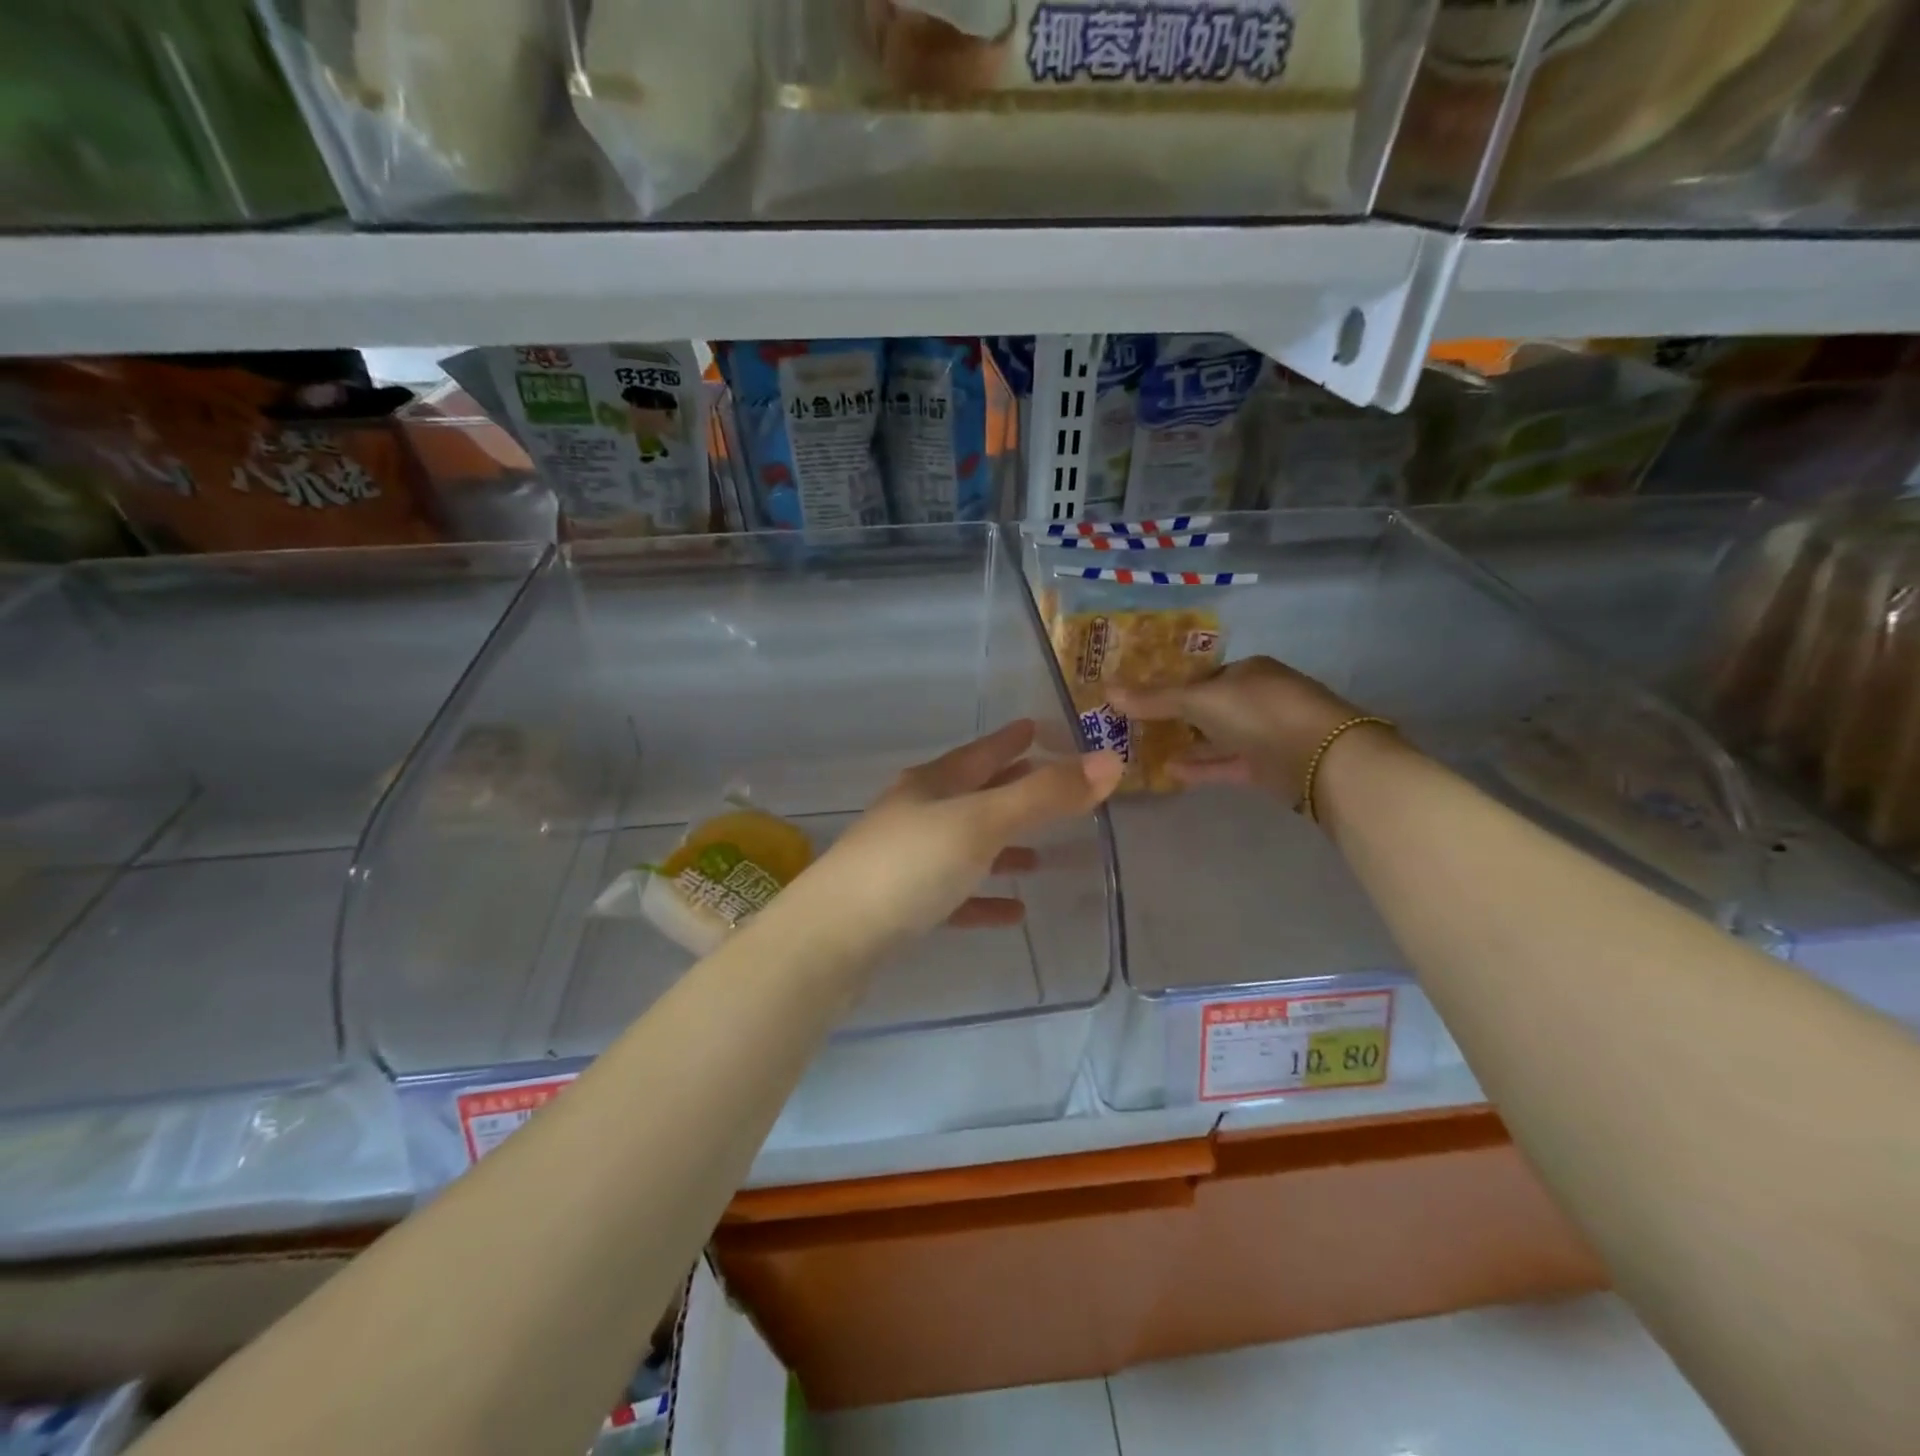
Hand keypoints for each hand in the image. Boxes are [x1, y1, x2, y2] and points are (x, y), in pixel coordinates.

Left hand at [777, 720, 1123, 958]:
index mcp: (932, 785)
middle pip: (973, 795)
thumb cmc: (910, 867)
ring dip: (1002, 847)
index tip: (1037, 728)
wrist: (832, 939)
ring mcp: (906, 860)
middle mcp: (917, 814)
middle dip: (1011, 790)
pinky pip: (956, 894)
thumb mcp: (981, 823)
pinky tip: (1013, 912)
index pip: (981, 753)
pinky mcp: (903, 906)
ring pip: (965, 845)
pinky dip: (984, 896)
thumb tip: (1110, 761)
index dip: (1011, 741)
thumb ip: (1044, 795)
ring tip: (1041, 855)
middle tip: (1051, 786)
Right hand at [1111, 657, 1383, 803]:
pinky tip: (1169, 771)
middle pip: (1208, 706)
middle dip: (1174, 717)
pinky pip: (1226, 763)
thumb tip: (1106, 689)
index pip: (1201, 675)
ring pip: (1217, 737)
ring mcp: (1265, 734)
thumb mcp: (1201, 700)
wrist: (1324, 759)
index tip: (1137, 700)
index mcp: (1247, 671)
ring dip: (1185, 743)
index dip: (1169, 686)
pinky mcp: (1268, 767)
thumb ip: (1155, 699)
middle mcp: (1257, 698)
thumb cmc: (1260, 713)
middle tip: (1134, 727)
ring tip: (1144, 751)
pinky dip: (1200, 766)